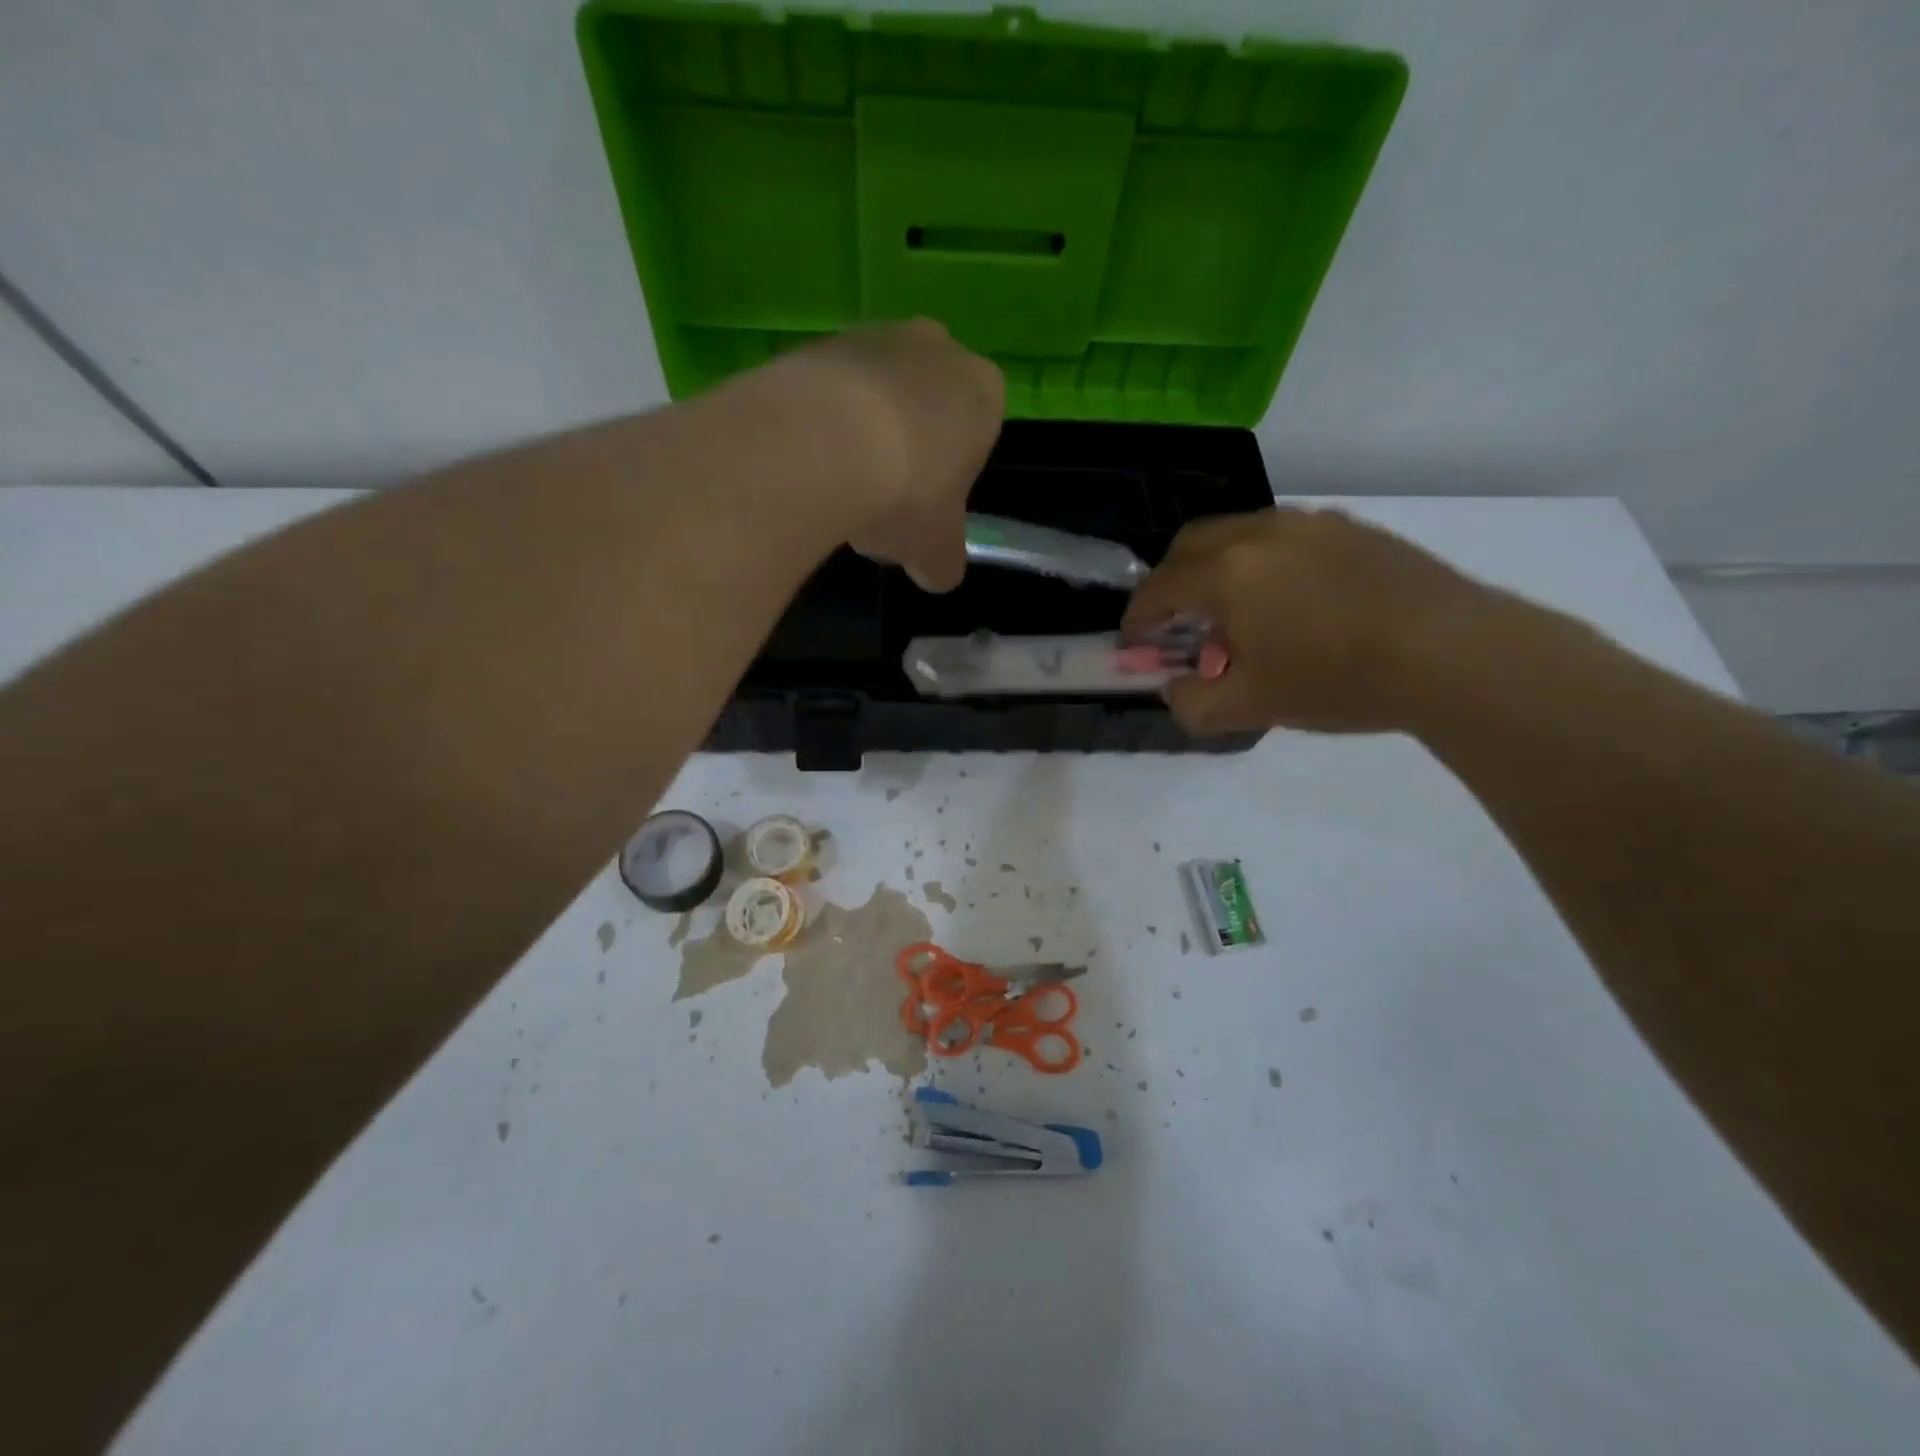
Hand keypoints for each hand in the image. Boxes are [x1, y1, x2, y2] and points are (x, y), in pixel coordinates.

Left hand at [768, 319, 1004, 591]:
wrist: (822, 444)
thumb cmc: (907, 495)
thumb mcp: (937, 551)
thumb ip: (944, 563)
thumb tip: (938, 575)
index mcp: (983, 392)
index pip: (978, 432)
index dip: (951, 476)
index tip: (927, 506)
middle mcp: (936, 348)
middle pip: (925, 407)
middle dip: (908, 448)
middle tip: (883, 499)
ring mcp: (874, 336)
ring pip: (875, 396)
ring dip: (862, 435)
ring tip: (838, 488)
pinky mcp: (817, 343)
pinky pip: (828, 392)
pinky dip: (821, 424)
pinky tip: (808, 465)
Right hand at [1122, 508, 1495, 734]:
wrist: (1453, 653)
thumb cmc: (1338, 680)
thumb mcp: (1251, 707)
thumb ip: (1193, 703)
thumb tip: (1175, 688)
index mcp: (1226, 574)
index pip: (1158, 588)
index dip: (1138, 619)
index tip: (1137, 645)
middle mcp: (1259, 533)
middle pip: (1189, 545)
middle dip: (1171, 583)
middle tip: (1179, 624)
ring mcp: (1308, 524)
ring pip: (1238, 534)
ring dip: (1217, 569)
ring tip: (1238, 614)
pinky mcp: (1349, 528)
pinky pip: (1283, 537)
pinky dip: (1262, 563)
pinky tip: (1291, 602)